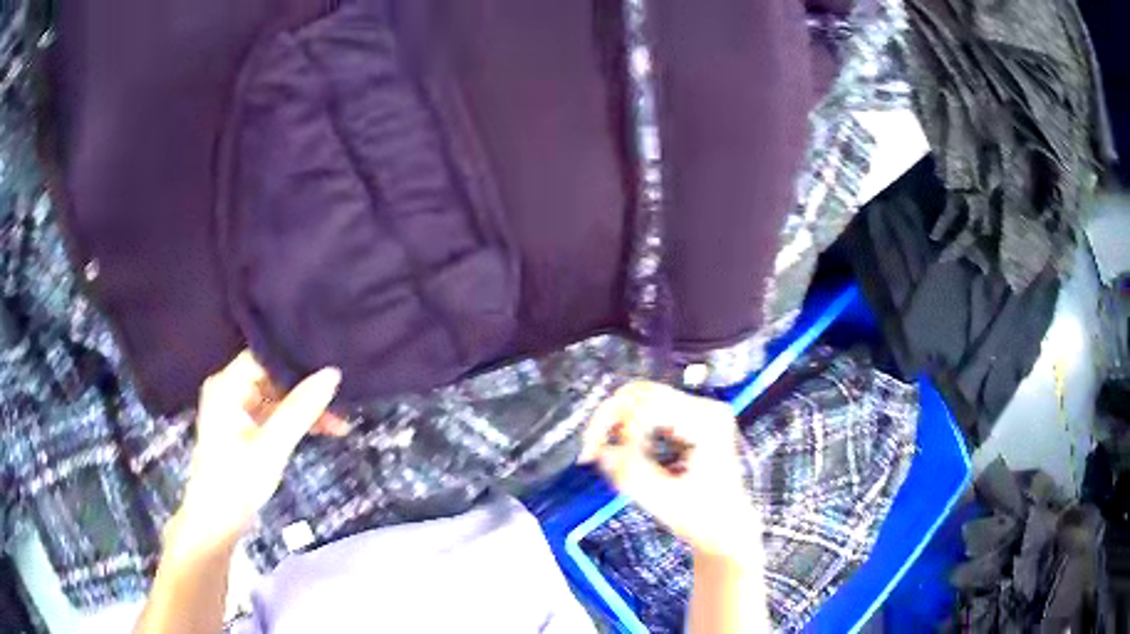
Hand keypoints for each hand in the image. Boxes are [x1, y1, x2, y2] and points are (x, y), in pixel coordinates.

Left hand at [165, 352, 341, 561]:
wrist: (216, 522)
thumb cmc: (238, 481)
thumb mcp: (272, 446)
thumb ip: (300, 409)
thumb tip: (332, 373)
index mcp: (226, 385)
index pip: (265, 357)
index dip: (297, 361)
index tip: (331, 370)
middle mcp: (227, 389)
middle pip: (272, 377)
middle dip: (305, 391)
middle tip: (341, 403)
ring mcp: (233, 408)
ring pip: (275, 397)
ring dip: (303, 409)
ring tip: (338, 424)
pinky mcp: (240, 427)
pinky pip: (271, 414)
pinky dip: (292, 422)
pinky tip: (318, 430)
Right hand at [580, 382, 760, 559]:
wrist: (728, 529)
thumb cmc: (704, 519)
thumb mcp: (663, 500)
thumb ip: (631, 474)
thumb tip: (600, 451)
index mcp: (707, 423)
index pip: (649, 406)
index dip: (617, 428)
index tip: (599, 457)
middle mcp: (705, 408)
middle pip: (642, 394)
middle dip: (609, 419)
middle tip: (589, 450)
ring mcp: (697, 412)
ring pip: (640, 400)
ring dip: (614, 424)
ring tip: (598, 453)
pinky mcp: (688, 420)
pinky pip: (647, 413)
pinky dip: (626, 430)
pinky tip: (618, 452)